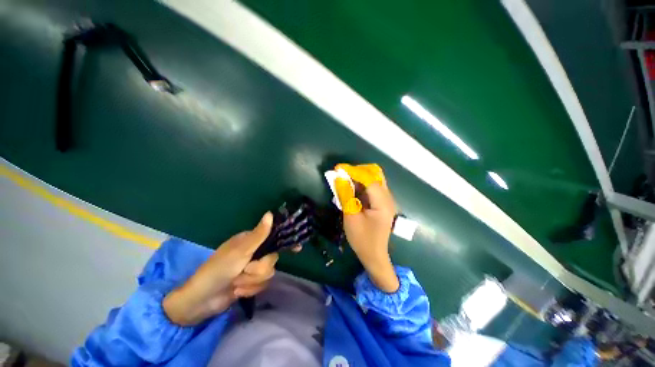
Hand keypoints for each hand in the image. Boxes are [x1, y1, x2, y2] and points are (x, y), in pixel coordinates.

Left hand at [163, 213, 277, 324]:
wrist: (202, 300)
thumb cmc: (218, 270)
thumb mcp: (240, 251)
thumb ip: (258, 234)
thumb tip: (270, 214)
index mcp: (251, 241)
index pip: (274, 237)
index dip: (286, 242)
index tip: (298, 248)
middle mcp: (254, 252)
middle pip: (273, 259)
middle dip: (258, 268)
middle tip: (244, 270)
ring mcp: (252, 268)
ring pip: (268, 273)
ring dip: (252, 281)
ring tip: (237, 283)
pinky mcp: (251, 282)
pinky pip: (262, 285)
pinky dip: (249, 289)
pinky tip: (237, 291)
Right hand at [337, 164, 398, 291]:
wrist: (374, 255)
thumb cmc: (362, 239)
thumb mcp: (351, 217)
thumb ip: (346, 195)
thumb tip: (340, 177)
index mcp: (382, 202)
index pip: (369, 179)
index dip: (353, 171)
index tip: (338, 168)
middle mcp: (388, 198)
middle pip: (375, 174)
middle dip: (358, 171)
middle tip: (342, 174)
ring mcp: (386, 200)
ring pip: (374, 179)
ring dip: (359, 177)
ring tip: (344, 179)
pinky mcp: (382, 203)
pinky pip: (372, 187)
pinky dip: (361, 184)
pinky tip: (351, 188)